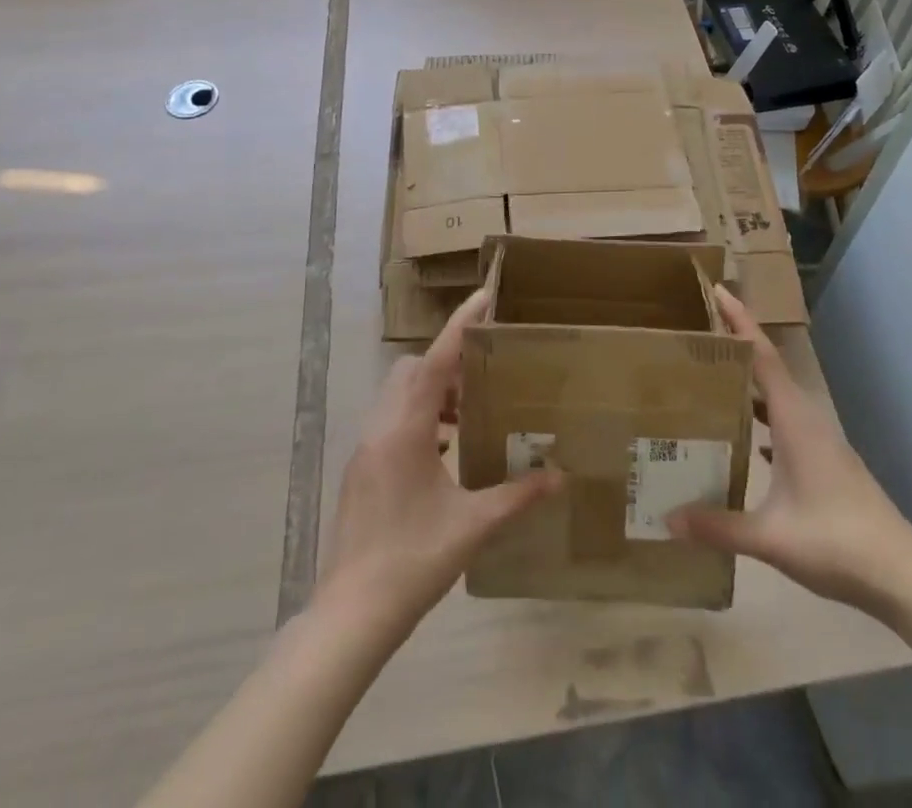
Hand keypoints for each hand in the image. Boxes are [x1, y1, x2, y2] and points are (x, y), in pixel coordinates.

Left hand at [313, 290, 561, 640]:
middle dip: (448, 362)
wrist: (351, 615)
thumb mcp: (473, 526)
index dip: (460, 326)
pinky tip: (444, 451)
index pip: (436, 361)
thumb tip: (560, 477)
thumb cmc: (413, 561)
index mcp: (406, 430)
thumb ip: (518, 495)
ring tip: (467, 416)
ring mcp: (365, 448)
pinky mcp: (360, 468)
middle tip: (484, 378)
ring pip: (398, 393)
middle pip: (413, 369)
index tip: (484, 296)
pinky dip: (418, 416)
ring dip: (432, 391)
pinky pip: (391, 419)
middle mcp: (380, 428)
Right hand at [668, 287, 911, 621]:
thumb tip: (668, 518)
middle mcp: (807, 419)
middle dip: (738, 345)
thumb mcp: (771, 536)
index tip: (718, 291)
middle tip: (700, 331)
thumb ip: (718, 526)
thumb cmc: (836, 541)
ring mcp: (821, 440)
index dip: (740, 322)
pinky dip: (764, 415)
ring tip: (714, 378)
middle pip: (769, 368)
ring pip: (779, 396)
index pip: (762, 357)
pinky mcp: (827, 460)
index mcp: (795, 420)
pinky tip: (747, 437)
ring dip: (750, 381)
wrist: (901, 573)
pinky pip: (786, 421)